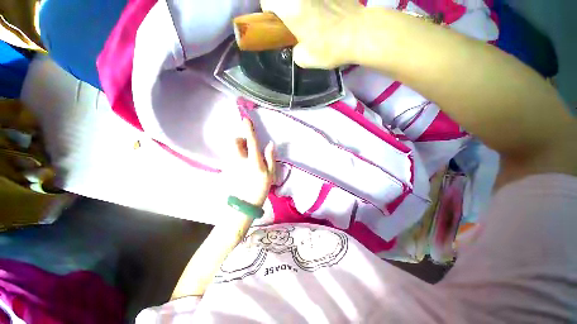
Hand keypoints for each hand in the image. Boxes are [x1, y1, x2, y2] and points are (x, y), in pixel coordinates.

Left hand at [227, 119, 274, 207]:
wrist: (245, 203)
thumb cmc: (261, 188)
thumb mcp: (270, 174)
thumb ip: (270, 157)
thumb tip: (270, 144)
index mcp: (254, 161)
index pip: (251, 142)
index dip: (248, 130)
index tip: (246, 120)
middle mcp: (240, 160)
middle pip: (235, 142)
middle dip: (240, 139)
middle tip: (247, 145)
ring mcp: (231, 165)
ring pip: (231, 149)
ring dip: (238, 147)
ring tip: (245, 156)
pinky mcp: (227, 169)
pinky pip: (230, 157)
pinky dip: (235, 155)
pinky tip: (241, 165)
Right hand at [260, 0, 363, 68]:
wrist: (359, 34)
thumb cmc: (331, 48)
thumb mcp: (305, 59)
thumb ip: (294, 51)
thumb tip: (295, 47)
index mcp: (291, 8)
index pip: (267, 1)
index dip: (269, 12)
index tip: (277, 23)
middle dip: (282, 6)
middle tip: (290, 19)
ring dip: (297, 4)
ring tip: (306, 17)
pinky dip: (312, 3)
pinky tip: (320, 10)